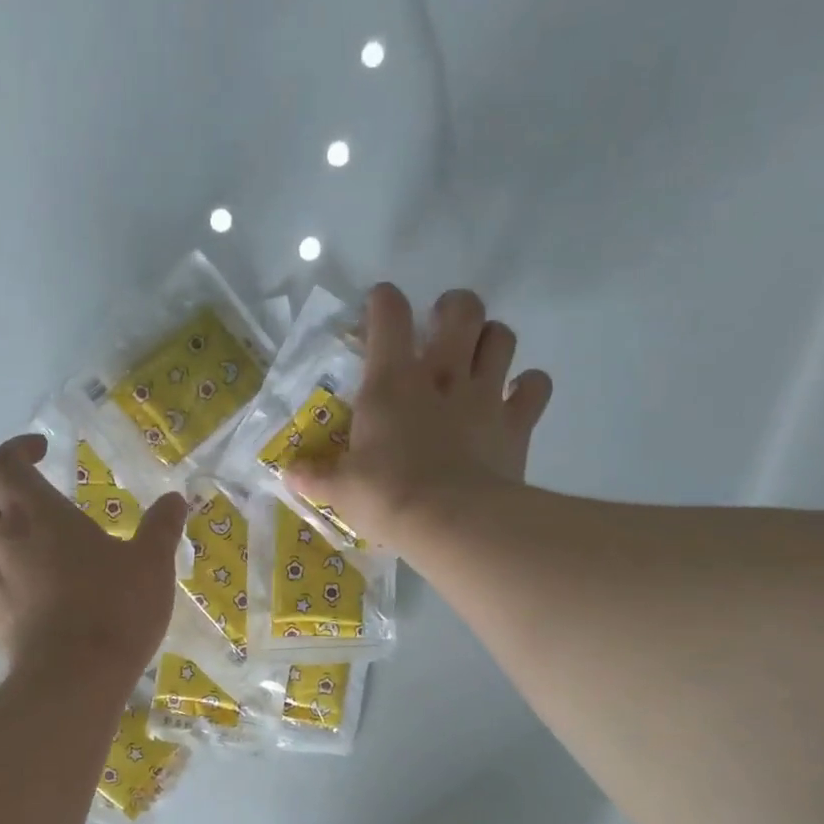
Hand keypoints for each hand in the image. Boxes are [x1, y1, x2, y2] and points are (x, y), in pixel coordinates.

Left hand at [0, 435, 187, 693]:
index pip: (2, 464)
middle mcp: (0, 541)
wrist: (74, 680)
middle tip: (13, 487)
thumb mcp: (152, 564)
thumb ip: (162, 527)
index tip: (44, 452)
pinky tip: (7, 580)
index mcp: (35, 516)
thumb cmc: (114, 610)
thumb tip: (175, 499)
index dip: (17, 449)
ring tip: (7, 531)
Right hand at [288, 284, 551, 545]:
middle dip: (453, 308)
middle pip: (461, 310)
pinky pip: (535, 387)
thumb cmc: (387, 496)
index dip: (384, 301)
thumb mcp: (340, 489)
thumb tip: (287, 473)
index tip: (380, 306)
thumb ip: (315, 476)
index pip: (389, 314)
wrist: (451, 521)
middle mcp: (442, 374)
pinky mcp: (517, 423)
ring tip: (480, 356)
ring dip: (492, 339)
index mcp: (392, 382)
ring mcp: (485, 395)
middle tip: (442, 326)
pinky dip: (529, 387)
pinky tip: (517, 397)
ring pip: (502, 337)